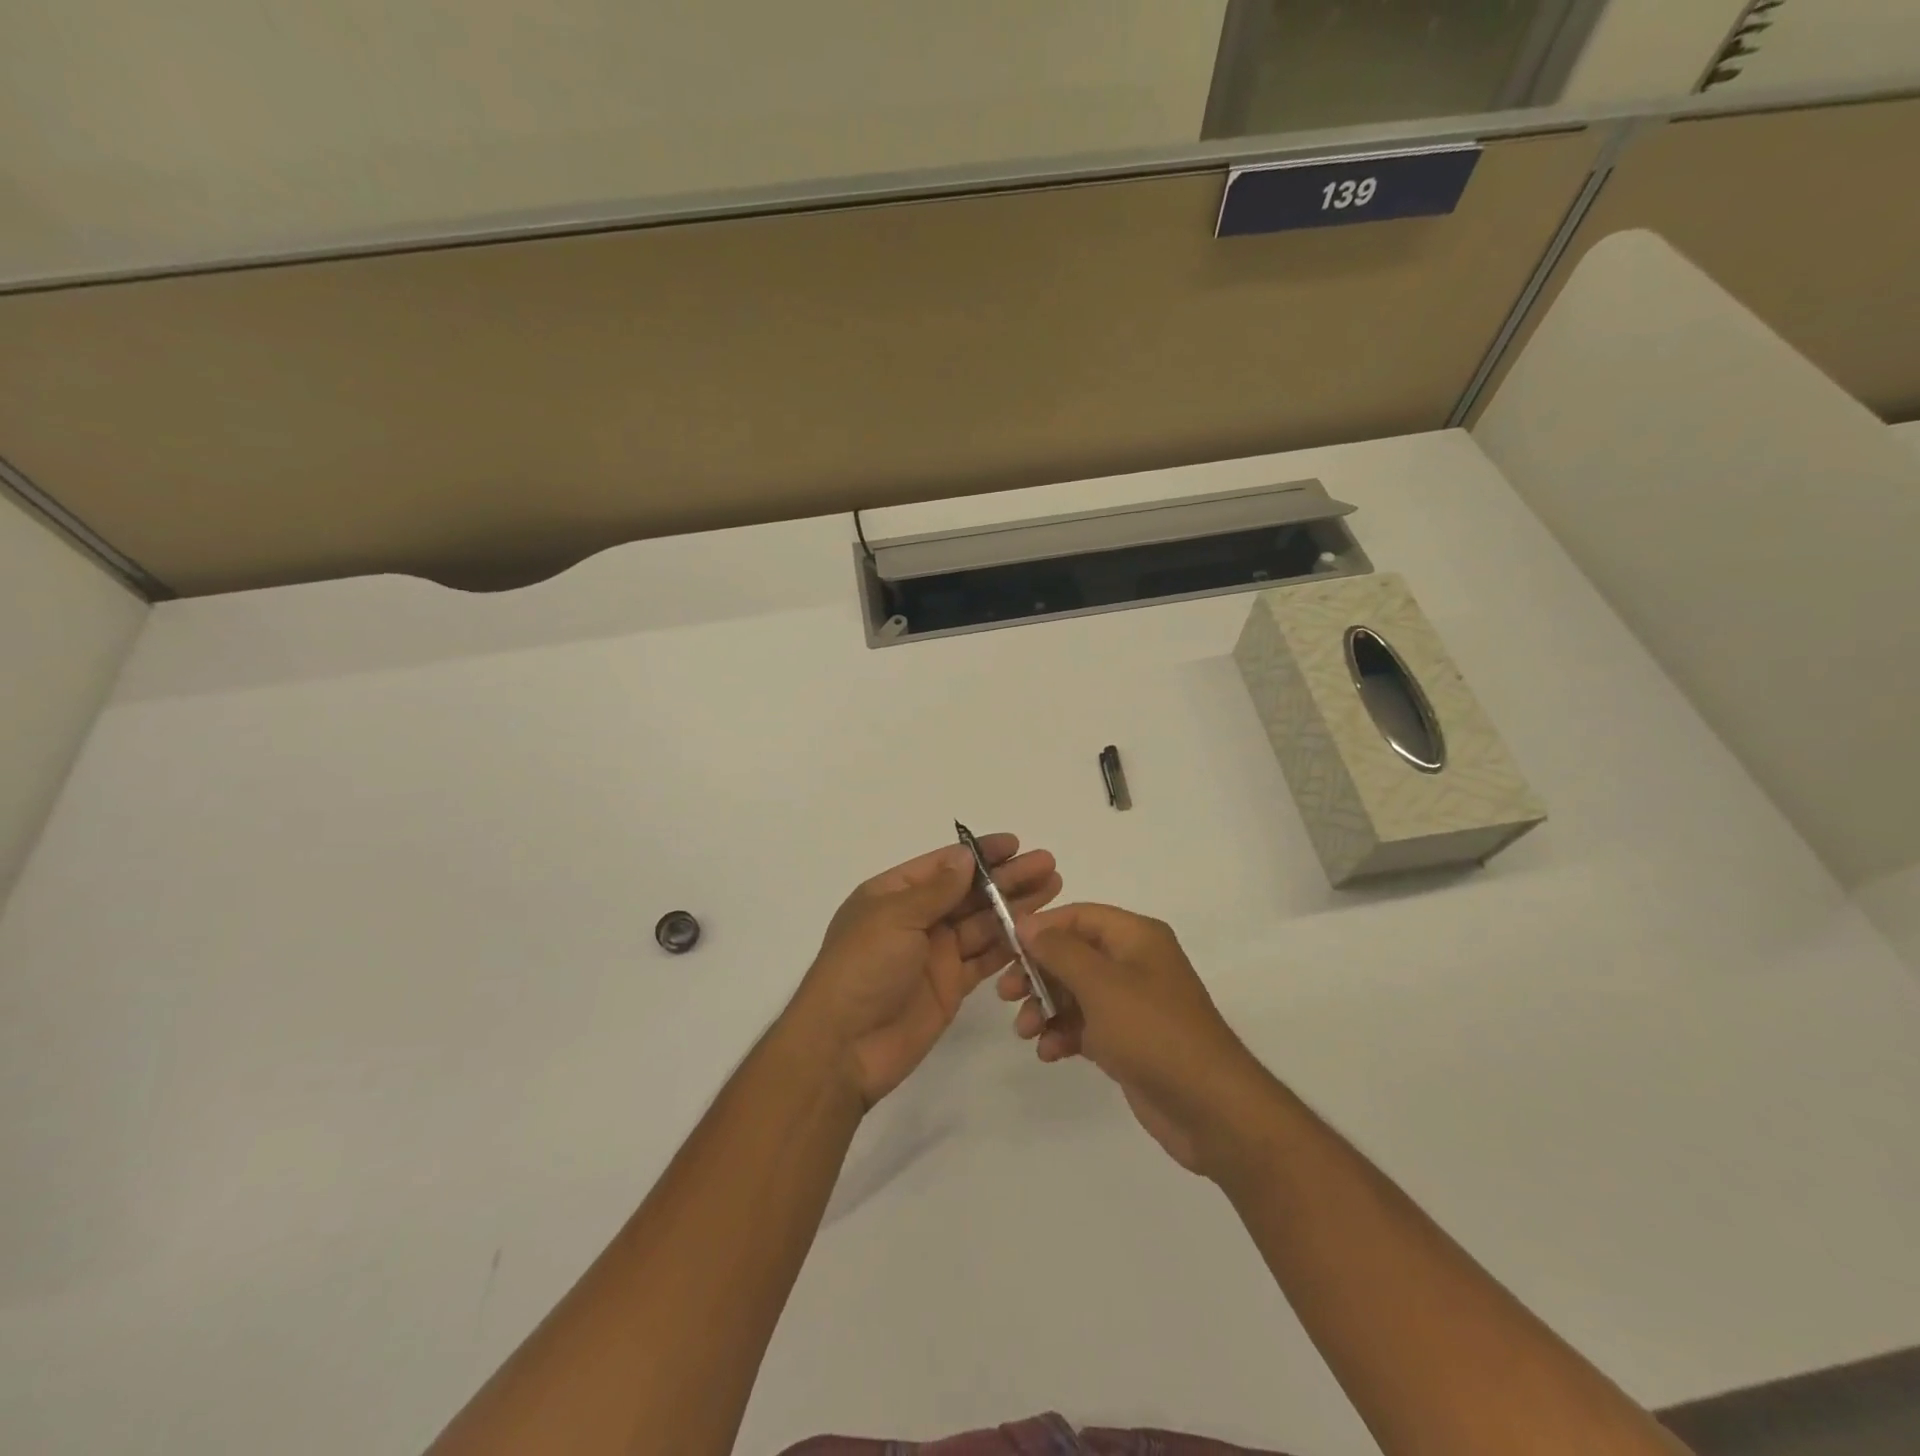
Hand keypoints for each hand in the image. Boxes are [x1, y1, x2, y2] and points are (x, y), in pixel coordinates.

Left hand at [788, 835, 1061, 1109]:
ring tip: (1053, 889)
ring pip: (982, 923)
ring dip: (1015, 907)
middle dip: (1006, 878)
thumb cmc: (862, 970)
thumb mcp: (894, 919)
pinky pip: (985, 958)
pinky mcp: (951, 985)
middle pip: (969, 892)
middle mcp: (916, 919)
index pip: (944, 865)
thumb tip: (965, 857)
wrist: (844, 1047)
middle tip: (1047, 865)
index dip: (980, 854)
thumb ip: (935, 890)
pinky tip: (1037, 931)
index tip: (1015, 844)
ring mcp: (935, 953)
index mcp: (893, 895)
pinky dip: (1010, 945)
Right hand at [999, 904, 1270, 1177]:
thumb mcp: (1100, 984)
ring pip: (1075, 992)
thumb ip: (1059, 950)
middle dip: (1037, 972)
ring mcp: (1132, 1004)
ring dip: (1045, 1007)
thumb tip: (1027, 924)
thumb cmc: (1152, 1032)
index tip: (1005, 947)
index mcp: (1136, 937)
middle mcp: (1135, 963)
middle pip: (1073, 953)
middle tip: (1006, 993)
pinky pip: (1086, 1025)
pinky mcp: (1128, 1040)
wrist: (1210, 1108)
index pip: (1079, 916)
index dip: (1041, 927)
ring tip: (1024, 1031)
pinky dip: (1064, 1033)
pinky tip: (1049, 1052)